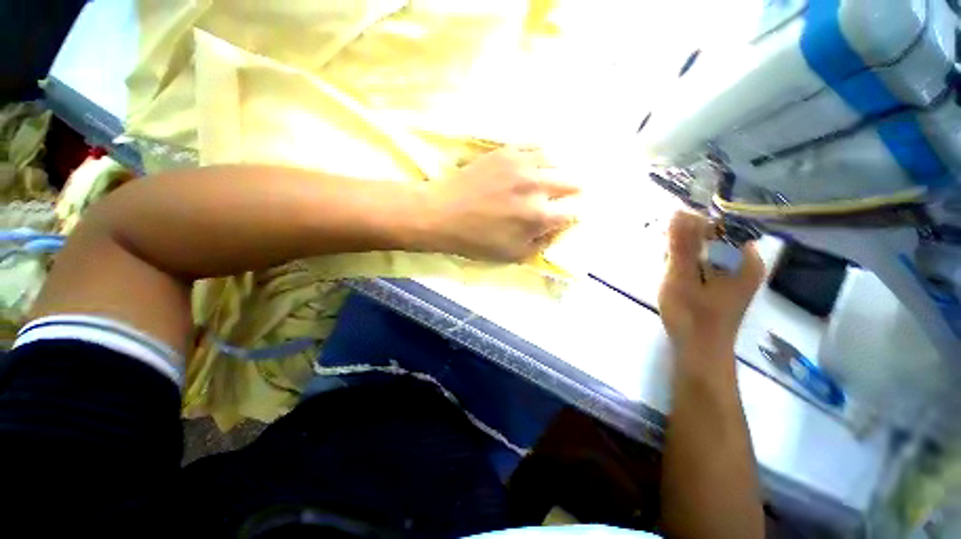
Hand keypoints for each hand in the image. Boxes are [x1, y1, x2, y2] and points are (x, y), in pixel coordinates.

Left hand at [418, 147, 580, 260]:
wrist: (443, 213)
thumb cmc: (476, 240)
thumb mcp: (512, 255)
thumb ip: (540, 244)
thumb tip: (555, 230)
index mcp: (539, 216)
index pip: (573, 212)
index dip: (571, 216)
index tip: (564, 217)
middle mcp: (537, 186)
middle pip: (572, 182)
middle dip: (572, 192)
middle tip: (563, 197)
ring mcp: (522, 164)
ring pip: (557, 161)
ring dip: (558, 172)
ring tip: (549, 179)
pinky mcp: (507, 151)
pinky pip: (535, 146)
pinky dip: (540, 156)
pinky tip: (535, 164)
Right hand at [658, 211, 763, 357]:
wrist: (700, 353)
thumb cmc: (691, 316)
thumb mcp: (681, 276)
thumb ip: (681, 245)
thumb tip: (677, 211)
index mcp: (744, 259)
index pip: (719, 225)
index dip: (690, 226)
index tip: (667, 237)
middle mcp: (745, 264)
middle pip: (713, 238)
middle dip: (685, 243)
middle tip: (665, 257)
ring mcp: (735, 276)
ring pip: (706, 251)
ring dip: (683, 254)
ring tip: (669, 270)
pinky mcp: (724, 285)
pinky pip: (705, 264)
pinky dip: (687, 265)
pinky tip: (675, 276)